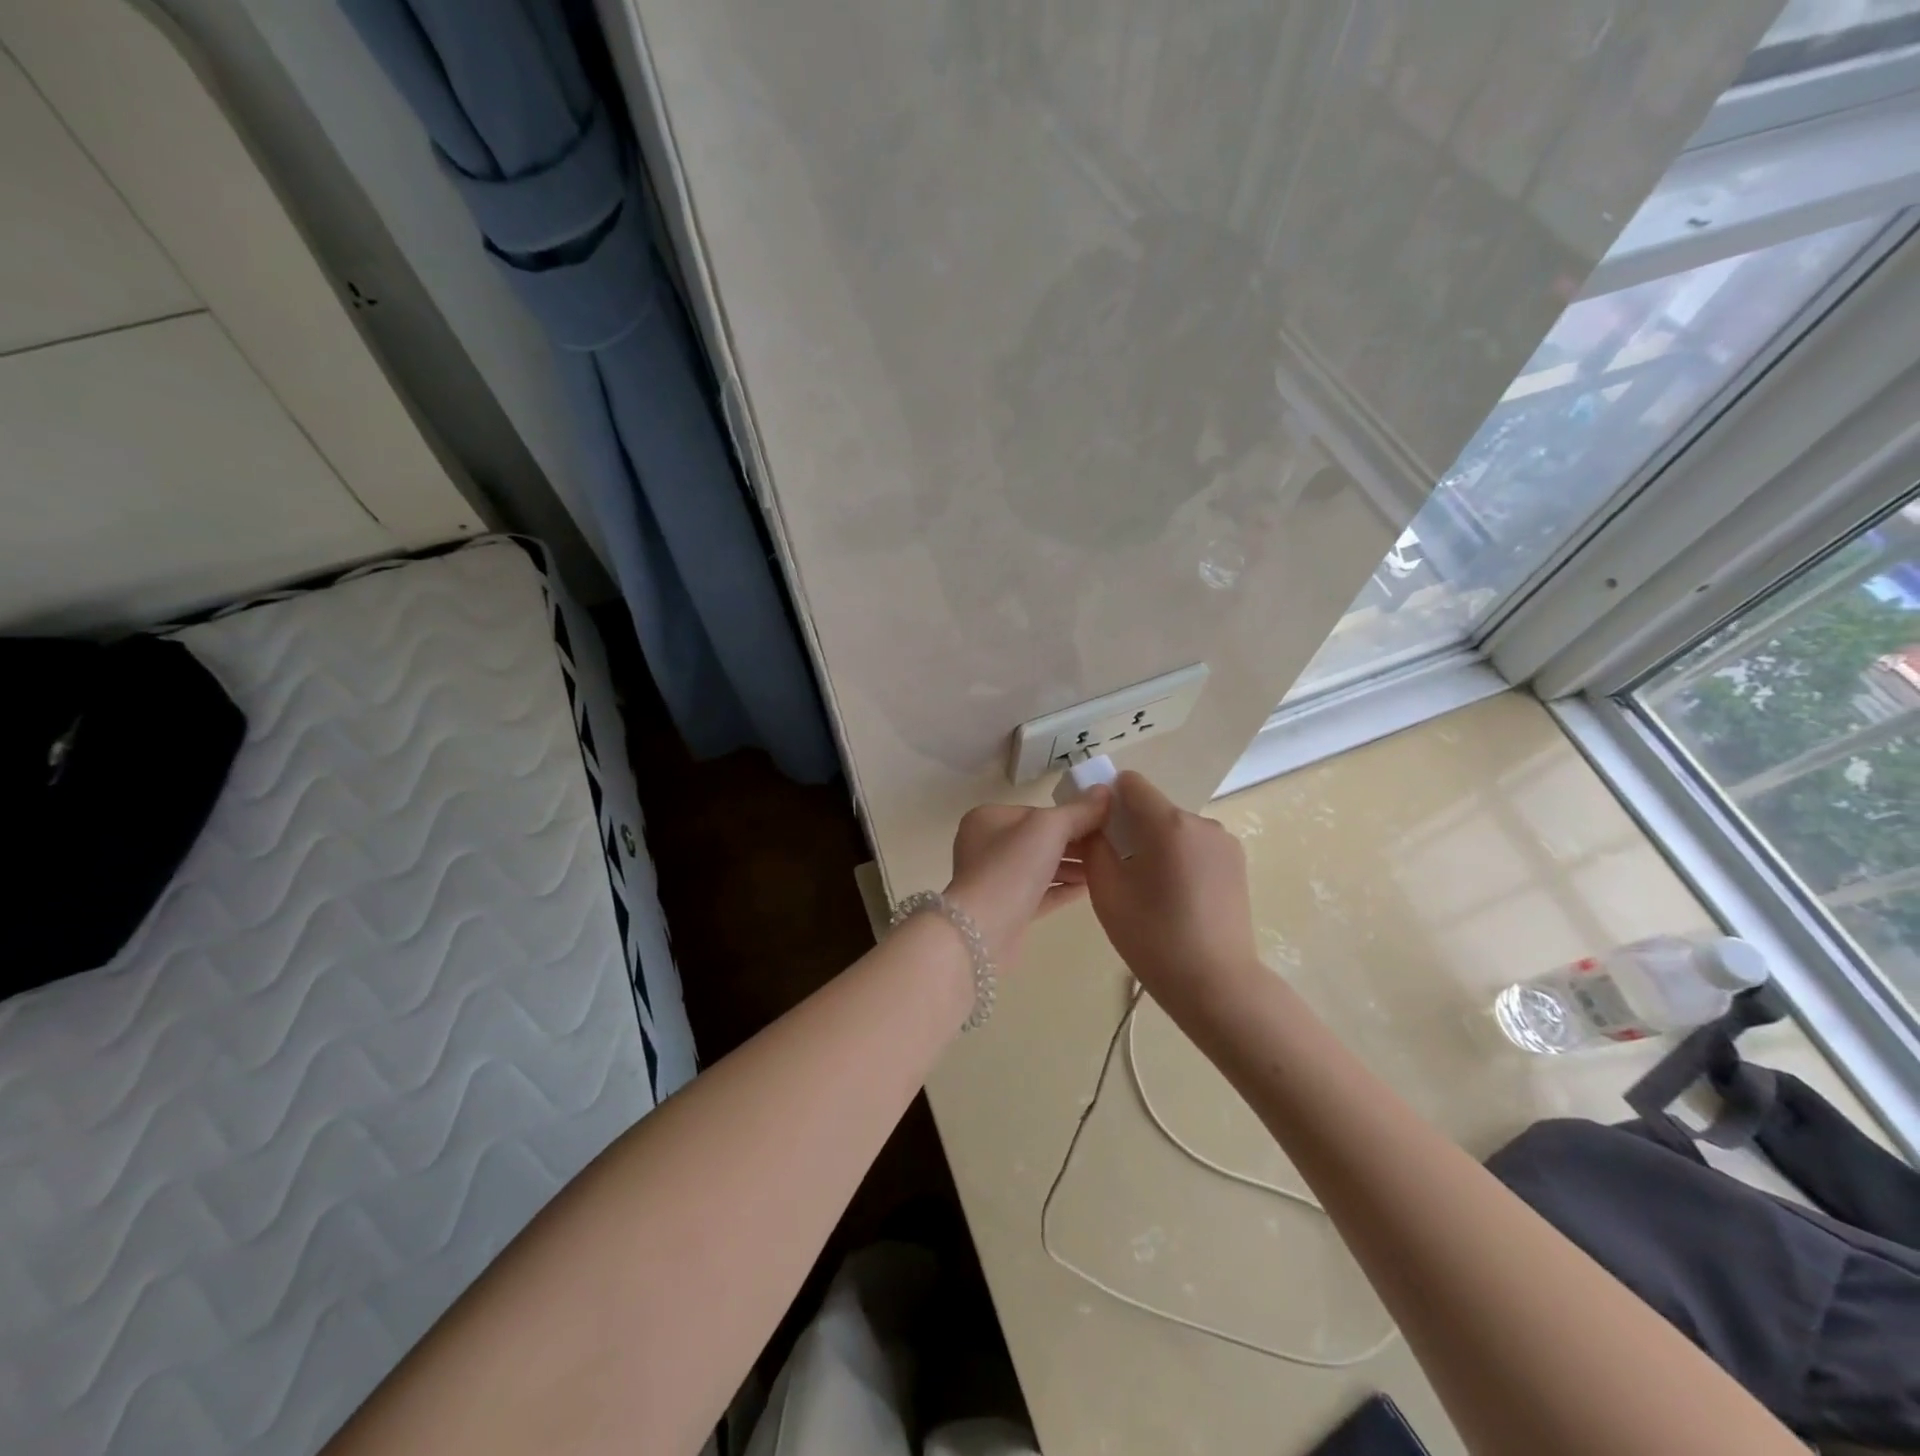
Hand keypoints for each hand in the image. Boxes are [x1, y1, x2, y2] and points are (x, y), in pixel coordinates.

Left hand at [945, 789, 1111, 966]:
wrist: (984, 931)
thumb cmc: (1012, 867)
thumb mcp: (1049, 828)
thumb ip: (1079, 811)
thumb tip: (1105, 791)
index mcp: (988, 819)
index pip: (1037, 812)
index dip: (1072, 816)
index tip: (1104, 823)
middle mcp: (986, 846)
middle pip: (1039, 839)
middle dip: (1075, 843)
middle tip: (1111, 847)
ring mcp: (995, 880)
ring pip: (1040, 867)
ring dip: (1071, 867)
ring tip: (1106, 867)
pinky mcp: (1006, 910)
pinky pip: (1040, 893)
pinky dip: (1063, 889)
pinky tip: (1090, 888)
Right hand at [1081, 771, 1258, 1009]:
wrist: (1215, 984)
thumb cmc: (1153, 937)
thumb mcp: (1107, 891)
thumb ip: (1095, 845)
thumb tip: (1096, 824)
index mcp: (1168, 823)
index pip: (1131, 783)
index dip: (1109, 799)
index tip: (1099, 831)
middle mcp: (1201, 822)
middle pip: (1154, 808)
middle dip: (1132, 827)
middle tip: (1118, 869)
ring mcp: (1224, 842)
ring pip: (1175, 828)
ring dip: (1156, 845)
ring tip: (1148, 890)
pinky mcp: (1237, 864)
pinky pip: (1195, 846)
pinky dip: (1178, 859)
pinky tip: (1174, 897)